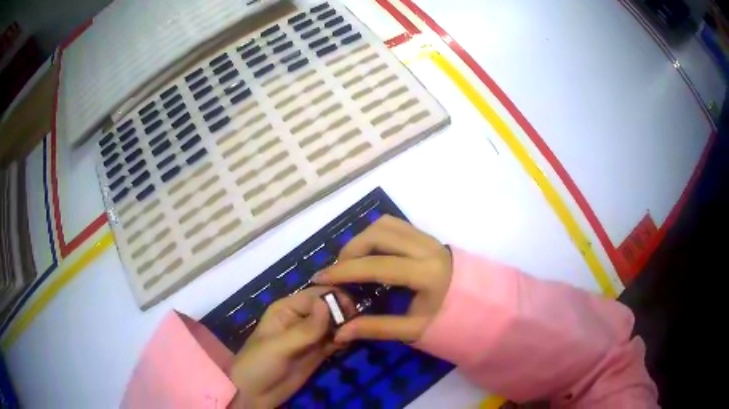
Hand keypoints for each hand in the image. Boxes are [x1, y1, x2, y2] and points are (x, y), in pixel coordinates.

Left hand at [227, 287, 353, 407]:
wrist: (254, 393)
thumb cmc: (258, 364)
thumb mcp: (279, 346)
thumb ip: (305, 329)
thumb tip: (327, 304)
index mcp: (287, 309)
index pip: (316, 295)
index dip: (334, 299)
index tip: (351, 311)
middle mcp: (300, 318)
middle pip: (328, 307)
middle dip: (343, 313)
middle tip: (355, 326)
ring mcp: (310, 337)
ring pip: (334, 324)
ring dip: (345, 327)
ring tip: (353, 335)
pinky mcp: (317, 352)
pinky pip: (334, 340)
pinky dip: (343, 340)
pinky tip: (347, 344)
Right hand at [313, 215, 451, 343]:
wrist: (481, 304)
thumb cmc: (450, 321)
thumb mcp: (414, 330)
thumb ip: (377, 328)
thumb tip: (340, 331)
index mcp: (427, 274)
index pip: (378, 265)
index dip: (345, 271)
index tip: (322, 278)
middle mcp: (428, 248)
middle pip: (379, 234)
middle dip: (351, 250)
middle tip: (339, 271)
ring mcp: (429, 238)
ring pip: (386, 224)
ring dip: (363, 239)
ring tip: (353, 262)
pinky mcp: (428, 236)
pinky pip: (396, 225)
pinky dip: (376, 235)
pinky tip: (371, 254)